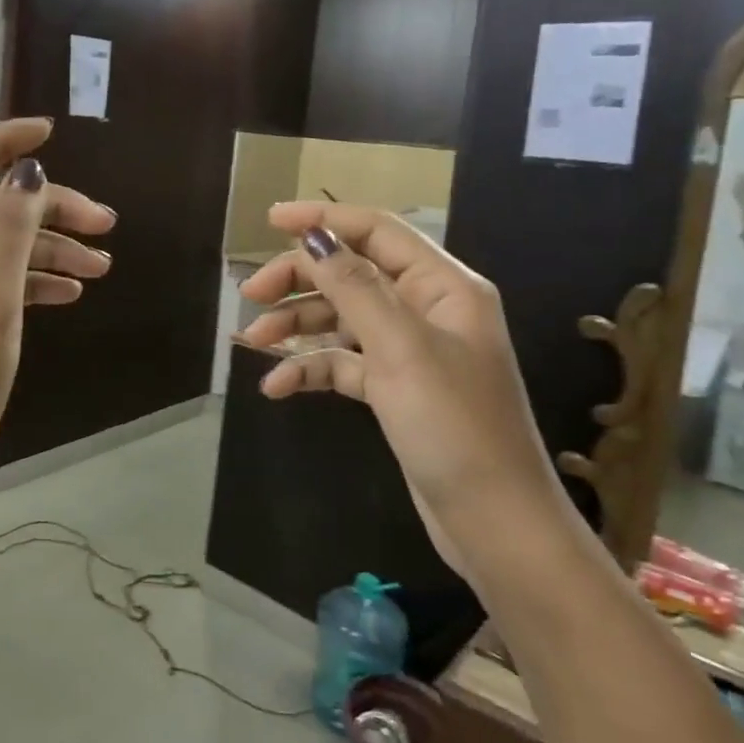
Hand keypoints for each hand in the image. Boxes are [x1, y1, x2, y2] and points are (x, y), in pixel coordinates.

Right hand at [238, 205, 564, 575]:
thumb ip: (354, 286)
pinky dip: (310, 368)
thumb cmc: (454, 425)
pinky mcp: (394, 388)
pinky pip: (343, 362)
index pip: (377, 232)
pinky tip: (276, 386)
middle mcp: (426, 309)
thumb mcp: (400, 348)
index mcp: (443, 286)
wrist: (493, 522)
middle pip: (352, 273)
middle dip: (299, 280)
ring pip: (342, 318)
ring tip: (250, 341)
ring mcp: (409, 350)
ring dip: (297, 325)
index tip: (270, 220)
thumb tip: (314, 237)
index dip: (323, 220)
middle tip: (250, 295)